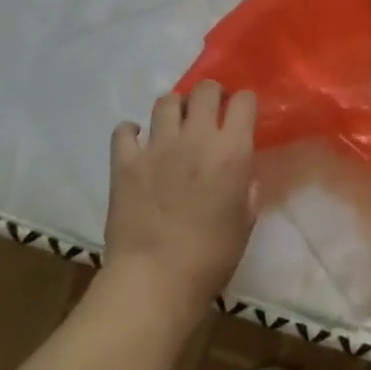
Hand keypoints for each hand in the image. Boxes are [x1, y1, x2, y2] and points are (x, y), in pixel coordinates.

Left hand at [100, 81, 257, 325]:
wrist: (155, 280)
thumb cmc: (212, 256)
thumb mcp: (245, 220)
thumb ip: (245, 189)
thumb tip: (240, 174)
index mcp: (232, 151)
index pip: (244, 101)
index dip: (244, 104)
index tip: (241, 116)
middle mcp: (197, 138)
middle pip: (205, 89)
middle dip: (211, 95)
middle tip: (210, 114)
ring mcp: (157, 147)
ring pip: (166, 101)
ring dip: (175, 109)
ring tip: (175, 127)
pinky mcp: (125, 162)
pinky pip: (125, 130)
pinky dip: (132, 131)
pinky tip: (138, 143)